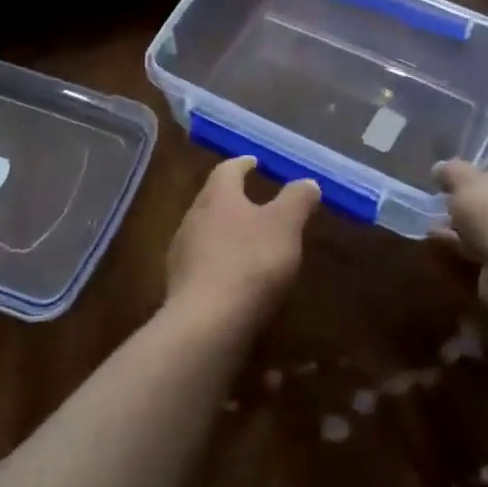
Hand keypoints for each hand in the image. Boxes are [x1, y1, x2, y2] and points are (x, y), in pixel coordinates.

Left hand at [165, 157, 320, 331]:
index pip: (227, 169)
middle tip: (254, 202)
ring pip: (205, 232)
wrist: (207, 324)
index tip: (255, 162)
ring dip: (225, 232)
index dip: (243, 164)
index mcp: (217, 196)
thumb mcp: (285, 226)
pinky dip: (219, 262)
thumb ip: (297, 200)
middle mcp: (193, 218)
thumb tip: (307, 182)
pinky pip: (202, 264)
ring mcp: (182, 254)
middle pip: (212, 200)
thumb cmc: (250, 262)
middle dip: (233, 199)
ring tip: (248, 240)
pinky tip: (234, 277)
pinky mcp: (180, 287)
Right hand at [434, 153, 487, 260]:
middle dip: (470, 200)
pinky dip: (471, 244)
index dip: (478, 168)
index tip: (457, 179)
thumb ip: (450, 171)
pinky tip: (444, 244)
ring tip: (436, 226)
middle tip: (444, 203)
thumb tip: (441, 169)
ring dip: (466, 225)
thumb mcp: (463, 181)